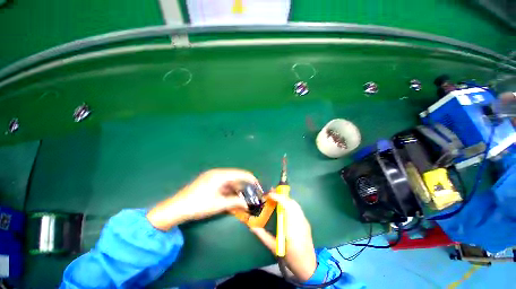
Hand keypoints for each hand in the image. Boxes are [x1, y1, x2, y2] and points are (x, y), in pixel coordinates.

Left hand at [147, 169, 257, 229]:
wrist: (175, 208)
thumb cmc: (198, 205)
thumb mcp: (218, 204)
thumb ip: (235, 202)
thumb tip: (248, 204)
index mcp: (220, 175)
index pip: (240, 174)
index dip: (251, 179)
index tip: (258, 187)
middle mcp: (217, 173)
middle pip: (236, 176)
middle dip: (245, 184)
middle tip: (252, 194)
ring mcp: (212, 176)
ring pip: (230, 180)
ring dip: (238, 187)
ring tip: (244, 197)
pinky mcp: (209, 181)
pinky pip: (224, 183)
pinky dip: (230, 189)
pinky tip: (234, 196)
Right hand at [251, 193, 316, 281]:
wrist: (309, 266)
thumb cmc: (291, 258)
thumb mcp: (274, 248)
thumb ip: (263, 236)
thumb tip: (252, 226)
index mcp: (292, 228)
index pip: (287, 206)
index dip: (278, 198)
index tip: (268, 195)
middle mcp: (300, 221)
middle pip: (291, 202)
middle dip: (280, 195)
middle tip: (270, 194)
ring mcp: (304, 221)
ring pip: (295, 204)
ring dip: (285, 198)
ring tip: (275, 197)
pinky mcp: (306, 221)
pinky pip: (297, 208)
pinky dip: (289, 203)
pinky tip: (283, 205)